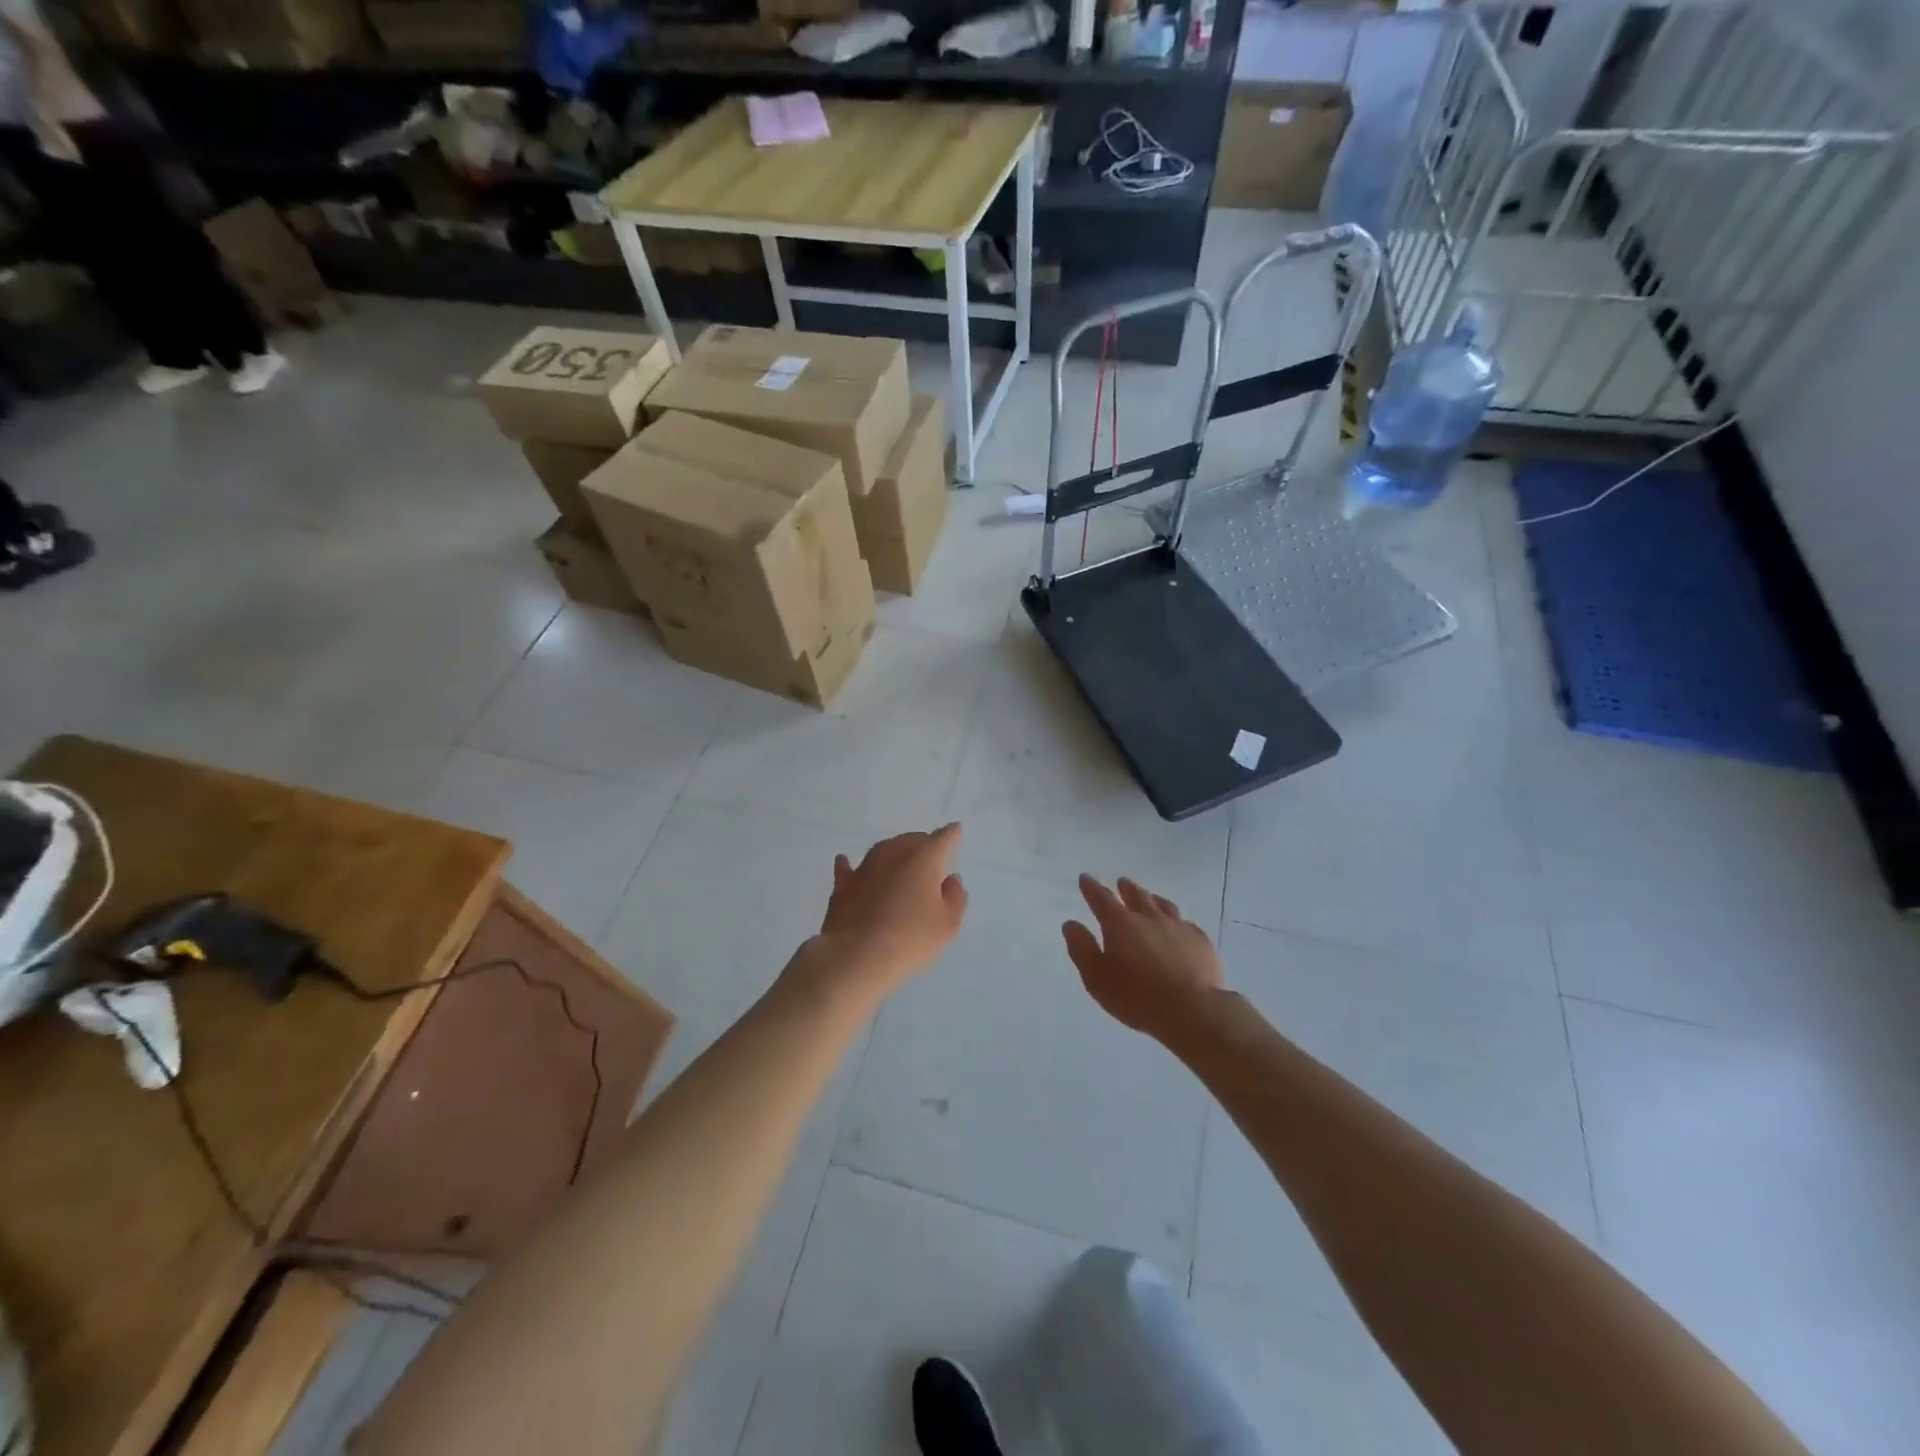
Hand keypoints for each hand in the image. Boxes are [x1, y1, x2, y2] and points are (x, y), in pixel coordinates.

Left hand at [799, 824, 968, 1001]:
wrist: (856, 957)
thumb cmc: (911, 939)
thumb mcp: (948, 925)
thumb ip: (955, 898)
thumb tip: (951, 879)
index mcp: (924, 859)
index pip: (942, 839)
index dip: (951, 835)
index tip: (955, 832)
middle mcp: (893, 854)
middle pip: (911, 840)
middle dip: (923, 844)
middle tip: (930, 857)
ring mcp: (865, 868)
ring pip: (883, 850)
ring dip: (893, 853)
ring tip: (899, 860)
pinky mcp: (842, 886)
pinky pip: (849, 869)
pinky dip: (850, 865)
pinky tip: (845, 862)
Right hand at [1063, 876, 1223, 1042]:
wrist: (1193, 1011)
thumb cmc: (1138, 997)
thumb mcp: (1097, 979)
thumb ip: (1082, 949)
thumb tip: (1071, 924)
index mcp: (1120, 924)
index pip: (1101, 898)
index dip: (1091, 887)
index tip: (1085, 878)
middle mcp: (1149, 918)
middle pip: (1135, 895)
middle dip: (1125, 888)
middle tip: (1121, 882)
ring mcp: (1178, 927)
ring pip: (1163, 905)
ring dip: (1152, 899)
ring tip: (1150, 898)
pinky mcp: (1200, 941)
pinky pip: (1186, 923)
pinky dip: (1177, 921)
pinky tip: (1179, 926)